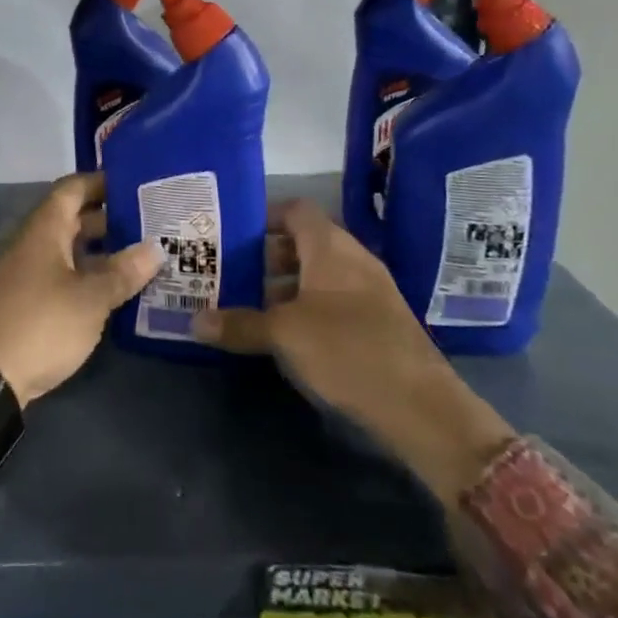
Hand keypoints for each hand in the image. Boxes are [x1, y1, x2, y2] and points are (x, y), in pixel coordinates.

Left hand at [0, 173, 162, 406]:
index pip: (71, 189)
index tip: (134, 184)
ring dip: (99, 253)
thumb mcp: (90, 299)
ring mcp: (24, 276)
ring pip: (67, 252)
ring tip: (139, 258)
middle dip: (108, 219)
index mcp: (44, 231)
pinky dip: (85, 279)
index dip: (100, 182)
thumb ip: (122, 273)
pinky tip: (112, 294)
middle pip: (71, 220)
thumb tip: (156, 248)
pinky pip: (60, 279)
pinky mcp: (23, 306)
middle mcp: (32, 246)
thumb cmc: (39, 325)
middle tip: (148, 224)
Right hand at [193, 199, 513, 506]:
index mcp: (331, 247)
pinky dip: (306, 304)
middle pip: (304, 241)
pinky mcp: (377, 320)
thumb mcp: (285, 335)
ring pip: (318, 272)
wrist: (422, 407)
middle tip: (230, 269)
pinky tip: (285, 332)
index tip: (231, 232)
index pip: (295, 210)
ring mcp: (369, 290)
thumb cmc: (347, 350)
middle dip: (267, 254)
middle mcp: (352, 259)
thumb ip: (240, 324)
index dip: (263, 215)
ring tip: (248, 303)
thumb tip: (195, 320)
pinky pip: (333, 297)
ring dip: (285, 283)